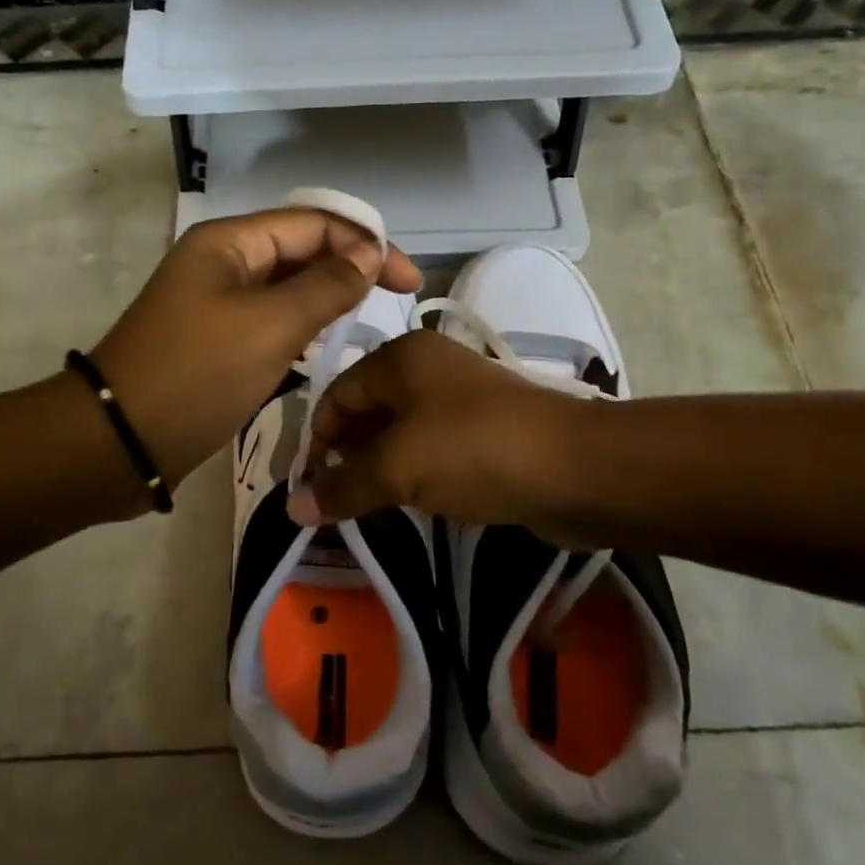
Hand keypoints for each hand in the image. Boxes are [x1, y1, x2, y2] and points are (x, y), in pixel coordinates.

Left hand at [91, 209, 420, 491]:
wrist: (121, 441)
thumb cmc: (197, 374)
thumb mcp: (269, 326)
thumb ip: (325, 286)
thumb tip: (368, 254)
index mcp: (231, 242)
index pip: (314, 223)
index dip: (366, 244)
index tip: (408, 282)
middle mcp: (224, 262)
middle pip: (302, 250)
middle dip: (350, 267)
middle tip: (397, 299)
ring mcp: (218, 301)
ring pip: (288, 287)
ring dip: (329, 296)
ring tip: (370, 319)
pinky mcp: (217, 338)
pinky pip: (271, 319)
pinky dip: (303, 326)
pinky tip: (327, 344)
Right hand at [285, 330, 586, 530]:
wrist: (573, 468)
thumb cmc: (471, 451)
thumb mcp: (396, 468)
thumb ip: (341, 486)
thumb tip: (291, 508)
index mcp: (400, 357)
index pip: (336, 394)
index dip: (316, 441)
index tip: (308, 489)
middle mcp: (426, 367)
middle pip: (366, 410)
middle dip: (346, 456)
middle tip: (335, 502)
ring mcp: (458, 396)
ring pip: (399, 432)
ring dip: (378, 468)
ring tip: (367, 507)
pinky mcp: (483, 428)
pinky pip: (430, 447)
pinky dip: (413, 472)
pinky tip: (409, 502)